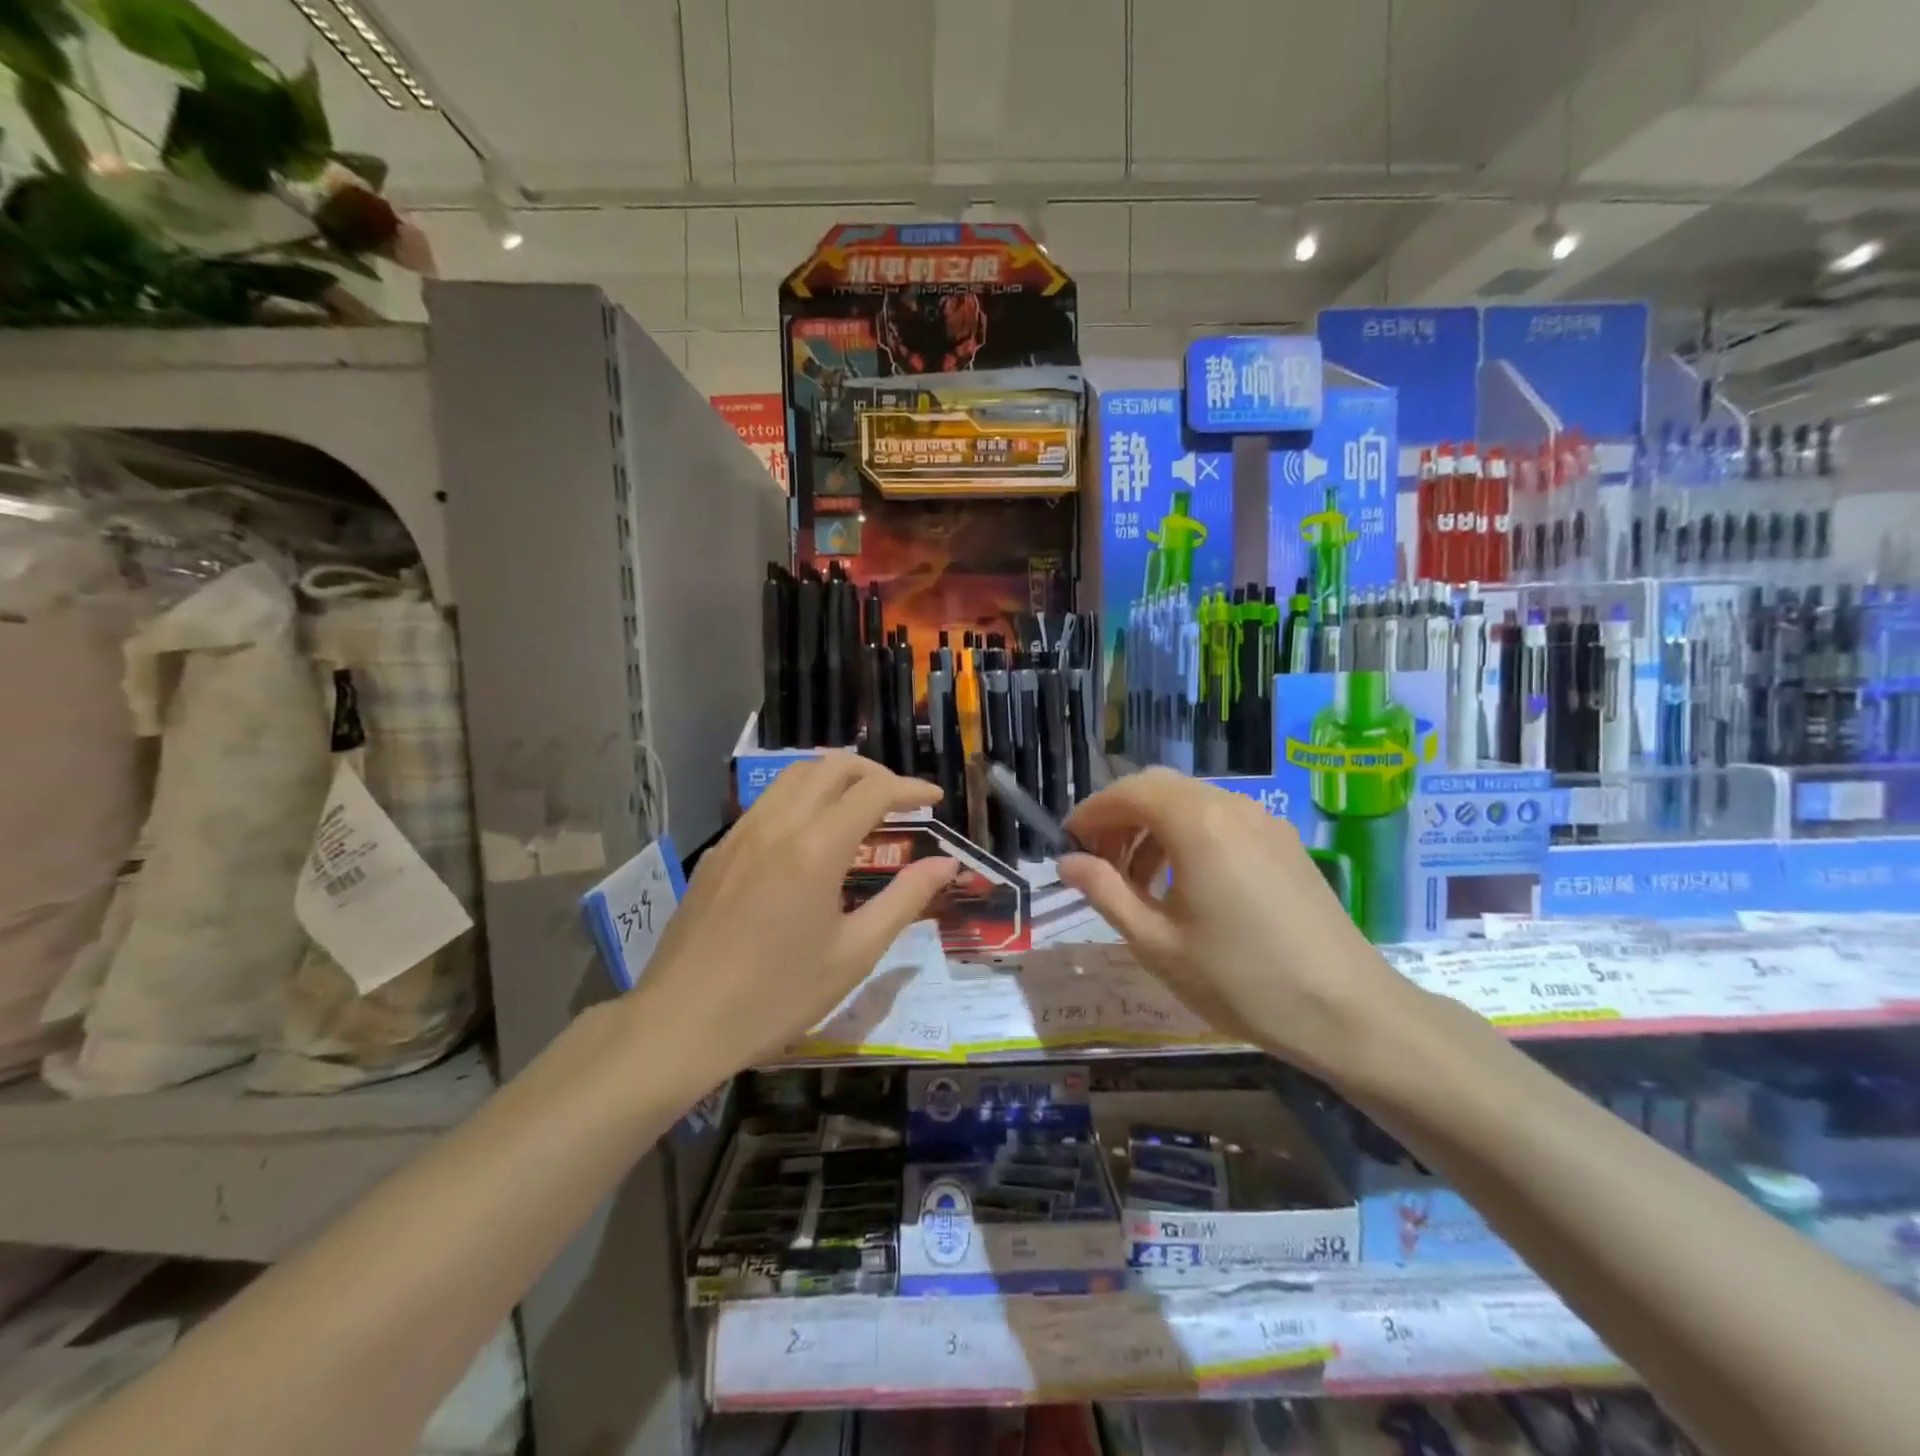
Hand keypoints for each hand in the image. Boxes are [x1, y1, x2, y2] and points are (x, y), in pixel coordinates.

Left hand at [636, 753, 958, 1077]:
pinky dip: (802, 797)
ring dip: (835, 777)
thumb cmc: (776, 996)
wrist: (680, 1023)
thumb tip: (947, 863)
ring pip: (794, 775)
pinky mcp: (718, 850)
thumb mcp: (854, 954)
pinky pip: (767, 801)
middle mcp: (777, 825)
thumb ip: (905, 899)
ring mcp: (741, 833)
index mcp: (816, 848)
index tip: (936, 800)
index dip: (911, 788)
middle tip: (901, 800)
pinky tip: (809, 834)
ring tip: (860, 806)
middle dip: (875, 772)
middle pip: (832, 766)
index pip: (873, 791)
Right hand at [1056, 769, 1415, 1077]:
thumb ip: (1106, 893)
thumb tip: (1068, 862)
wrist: (1350, 1013)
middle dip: (1121, 816)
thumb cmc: (1242, 981)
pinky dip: (1188, 836)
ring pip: (1191, 802)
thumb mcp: (1158, 944)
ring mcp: (1264, 821)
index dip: (1092, 812)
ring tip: (1137, 881)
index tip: (1068, 843)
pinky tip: (1185, 884)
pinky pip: (1222, 820)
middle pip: (1159, 788)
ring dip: (1154, 827)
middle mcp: (1232, 807)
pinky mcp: (1284, 843)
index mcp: (1197, 824)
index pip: (1128, 792)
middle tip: (1099, 863)